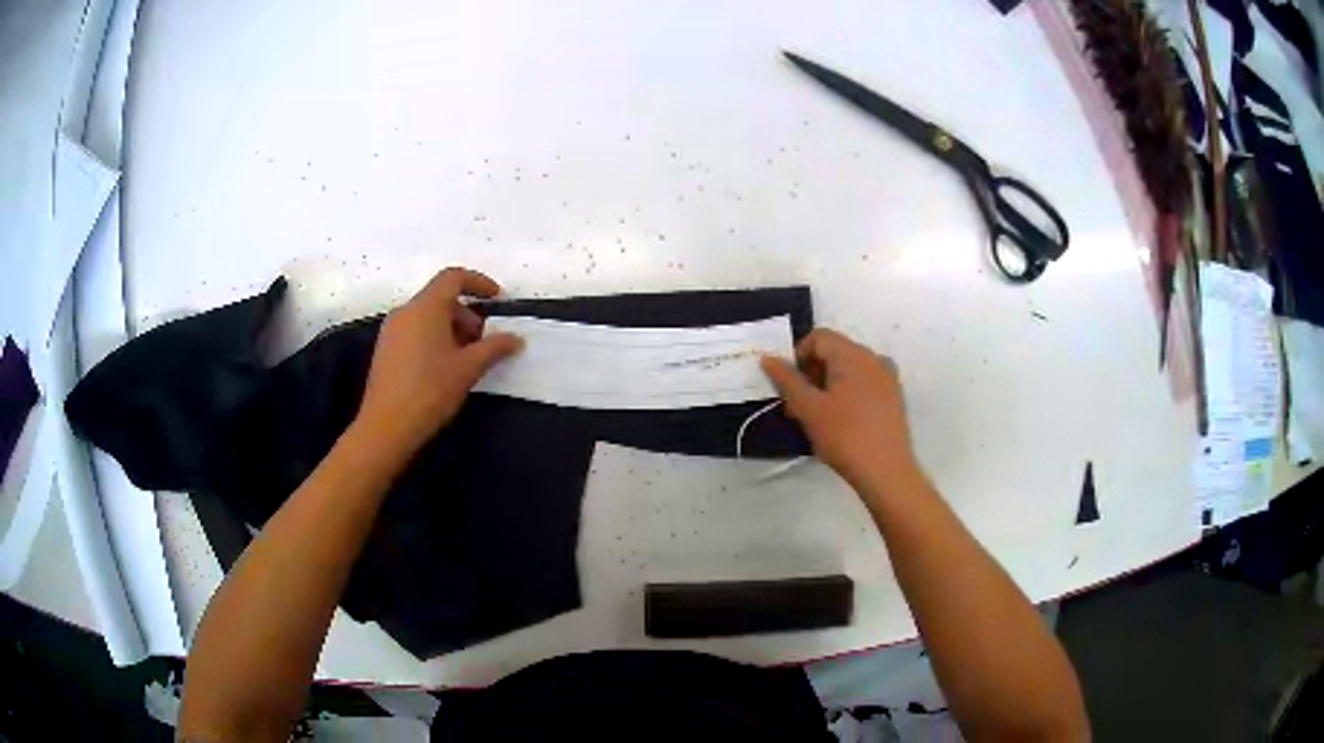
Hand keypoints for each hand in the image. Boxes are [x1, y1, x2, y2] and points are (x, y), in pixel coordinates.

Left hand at [356, 268, 522, 453]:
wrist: (386, 427)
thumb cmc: (430, 390)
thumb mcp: (468, 368)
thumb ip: (494, 348)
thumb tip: (516, 339)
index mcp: (426, 307)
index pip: (453, 277)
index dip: (478, 282)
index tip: (497, 298)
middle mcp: (405, 311)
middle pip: (440, 298)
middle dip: (466, 314)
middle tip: (484, 341)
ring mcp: (392, 330)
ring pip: (427, 316)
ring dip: (451, 328)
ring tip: (466, 358)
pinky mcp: (385, 349)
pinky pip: (414, 331)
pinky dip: (434, 338)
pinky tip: (444, 367)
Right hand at [761, 328, 921, 496]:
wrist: (886, 471)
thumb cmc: (845, 437)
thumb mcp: (809, 409)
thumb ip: (787, 381)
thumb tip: (768, 359)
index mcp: (853, 355)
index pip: (818, 337)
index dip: (798, 356)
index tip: (790, 387)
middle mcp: (873, 358)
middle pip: (834, 351)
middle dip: (812, 372)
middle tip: (798, 405)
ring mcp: (887, 377)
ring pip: (848, 368)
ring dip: (827, 384)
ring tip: (817, 416)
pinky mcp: (893, 396)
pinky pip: (863, 382)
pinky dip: (847, 392)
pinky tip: (841, 419)